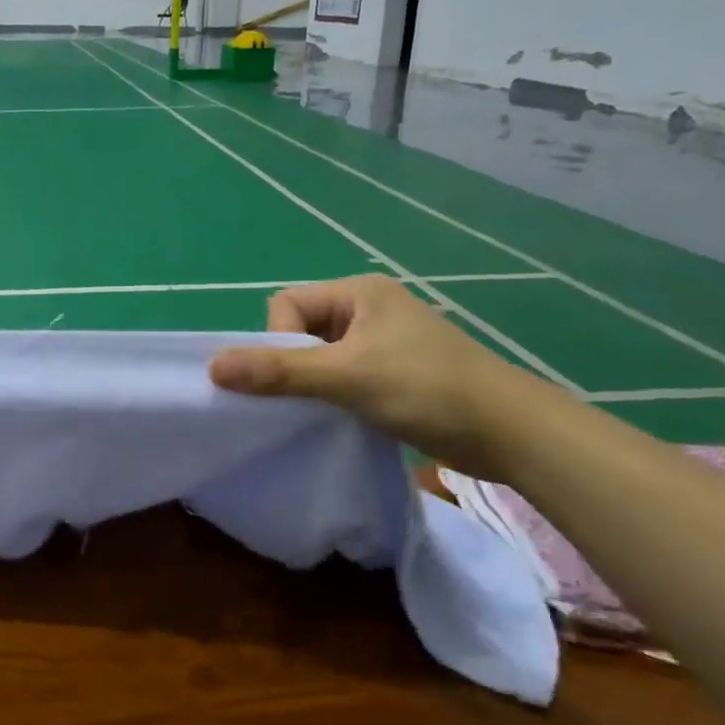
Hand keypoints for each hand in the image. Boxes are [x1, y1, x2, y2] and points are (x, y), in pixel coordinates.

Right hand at [209, 275, 555, 478]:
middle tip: (311, 397)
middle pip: (301, 330)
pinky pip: (343, 376)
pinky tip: (344, 419)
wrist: (511, 432)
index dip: (279, 341)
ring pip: (321, 357)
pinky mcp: (395, 372)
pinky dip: (334, 396)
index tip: (299, 377)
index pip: (287, 305)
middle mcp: (369, 308)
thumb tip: (214, 367)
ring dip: (314, 384)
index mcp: (359, 292)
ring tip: (328, 411)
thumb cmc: (427, 389)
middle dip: (295, 365)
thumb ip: (280, 371)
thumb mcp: (347, 377)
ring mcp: (384, 341)